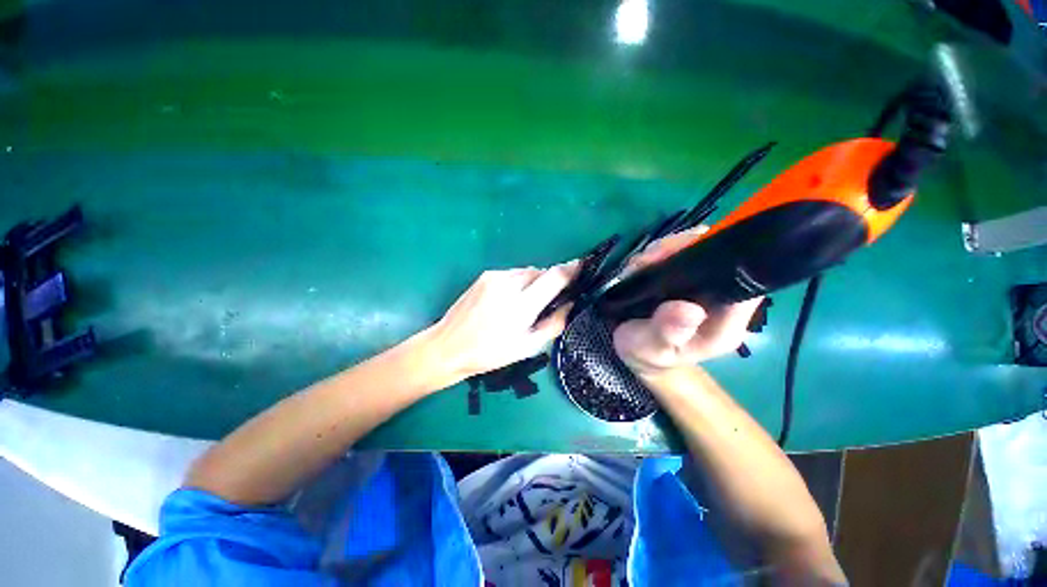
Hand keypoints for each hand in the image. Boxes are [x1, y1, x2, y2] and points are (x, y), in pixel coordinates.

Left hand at [429, 262, 578, 382]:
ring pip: (526, 271)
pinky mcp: (485, 275)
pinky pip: (511, 274)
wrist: (449, 346)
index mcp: (522, 305)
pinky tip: (507, 300)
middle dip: (549, 282)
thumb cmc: (491, 353)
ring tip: (523, 303)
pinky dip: (517, 282)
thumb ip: (554, 323)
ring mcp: (495, 277)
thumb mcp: (528, 347)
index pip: (555, 277)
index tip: (582, 265)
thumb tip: (571, 304)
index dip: (571, 269)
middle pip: (541, 271)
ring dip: (532, 282)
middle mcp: (510, 284)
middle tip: (544, 301)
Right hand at [612, 227, 761, 376]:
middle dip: (685, 248)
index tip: (685, 255)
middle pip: (721, 254)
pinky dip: (658, 252)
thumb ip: (668, 332)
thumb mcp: (653, 348)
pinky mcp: (683, 275)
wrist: (639, 351)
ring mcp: (701, 283)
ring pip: (697, 247)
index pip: (745, 279)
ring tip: (642, 264)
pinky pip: (677, 252)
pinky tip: (643, 264)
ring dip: (667, 249)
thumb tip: (689, 309)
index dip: (724, 259)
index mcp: (727, 318)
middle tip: (650, 260)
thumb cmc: (649, 354)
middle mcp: (720, 295)